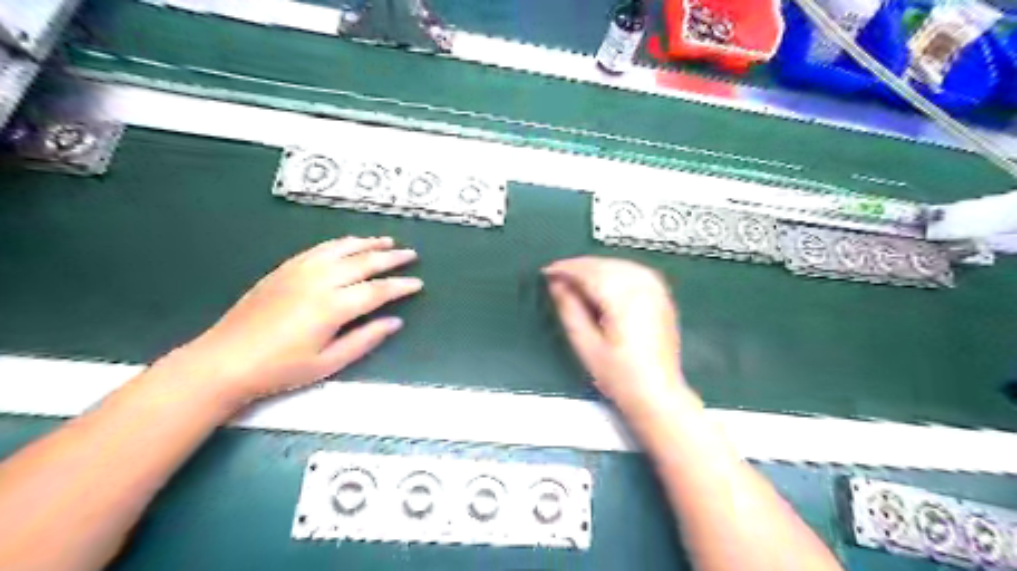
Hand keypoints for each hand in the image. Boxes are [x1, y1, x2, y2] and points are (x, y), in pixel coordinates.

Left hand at [160, 237, 421, 410]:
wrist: (224, 361)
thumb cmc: (281, 369)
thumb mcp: (329, 363)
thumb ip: (365, 339)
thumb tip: (394, 322)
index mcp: (333, 307)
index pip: (377, 290)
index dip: (400, 286)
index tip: (417, 283)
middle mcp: (320, 281)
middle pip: (364, 262)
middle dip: (391, 257)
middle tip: (411, 254)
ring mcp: (300, 271)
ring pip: (342, 249)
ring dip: (367, 243)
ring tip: (387, 241)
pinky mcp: (285, 269)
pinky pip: (319, 249)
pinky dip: (340, 243)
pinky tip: (349, 243)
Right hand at [545, 257, 687, 411]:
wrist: (657, 393)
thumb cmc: (619, 376)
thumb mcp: (586, 345)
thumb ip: (569, 310)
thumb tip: (557, 284)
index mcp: (624, 298)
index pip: (589, 272)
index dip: (565, 269)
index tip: (547, 272)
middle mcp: (643, 287)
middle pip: (605, 265)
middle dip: (579, 266)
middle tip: (558, 276)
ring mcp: (656, 290)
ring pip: (620, 264)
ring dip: (596, 266)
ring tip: (576, 279)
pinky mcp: (662, 296)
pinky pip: (634, 270)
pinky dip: (615, 270)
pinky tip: (604, 279)